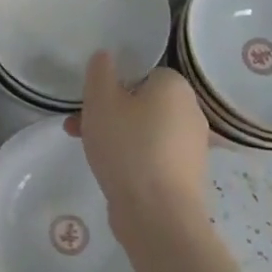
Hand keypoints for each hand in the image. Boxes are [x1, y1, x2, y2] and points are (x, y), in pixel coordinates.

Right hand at [63, 50, 208, 232]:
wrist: (158, 215)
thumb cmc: (128, 147)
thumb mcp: (101, 101)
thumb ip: (100, 72)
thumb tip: (107, 56)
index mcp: (175, 86)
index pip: (142, 72)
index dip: (113, 83)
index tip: (90, 100)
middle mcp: (191, 111)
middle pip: (142, 102)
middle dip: (109, 111)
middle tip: (79, 125)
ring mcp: (192, 146)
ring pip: (146, 130)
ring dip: (117, 135)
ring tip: (87, 150)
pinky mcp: (187, 175)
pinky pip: (154, 155)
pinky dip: (133, 158)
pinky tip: (111, 171)